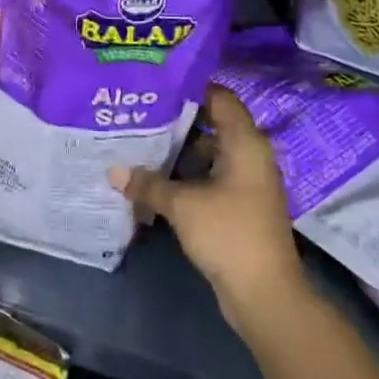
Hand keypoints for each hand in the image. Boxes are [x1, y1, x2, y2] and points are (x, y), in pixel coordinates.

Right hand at [112, 87, 305, 324]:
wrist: (264, 293)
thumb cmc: (228, 233)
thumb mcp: (182, 205)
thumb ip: (148, 184)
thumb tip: (114, 170)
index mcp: (245, 143)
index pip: (221, 98)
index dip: (191, 88)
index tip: (158, 85)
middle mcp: (251, 156)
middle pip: (214, 125)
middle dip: (179, 121)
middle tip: (141, 114)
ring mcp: (248, 182)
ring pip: (211, 154)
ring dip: (181, 151)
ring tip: (142, 144)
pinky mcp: (241, 206)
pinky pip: (212, 178)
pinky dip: (189, 176)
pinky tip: (158, 179)